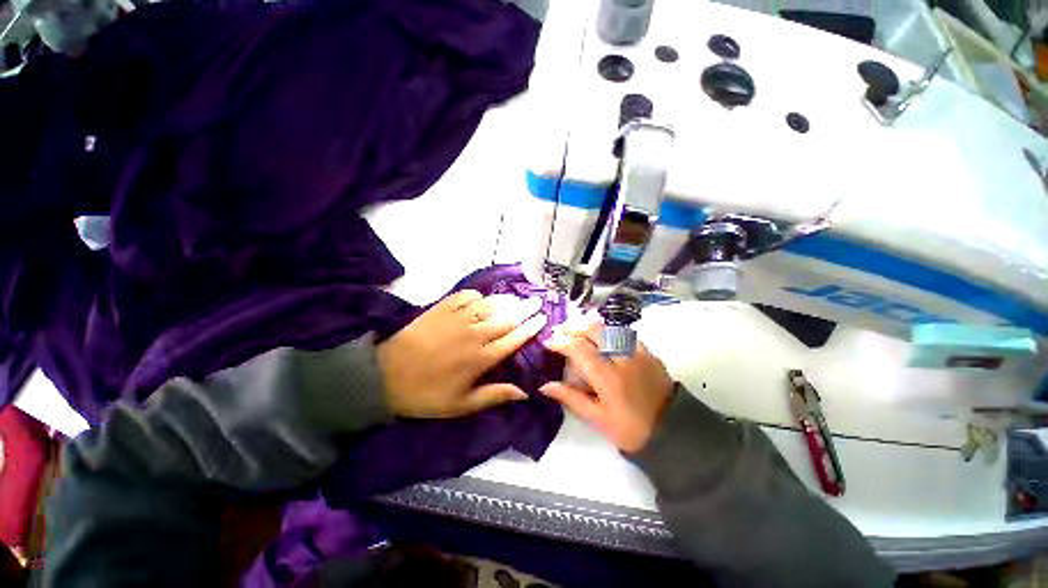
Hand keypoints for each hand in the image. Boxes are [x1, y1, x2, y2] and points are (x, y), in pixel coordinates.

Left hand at [377, 290, 547, 417]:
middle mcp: (474, 335)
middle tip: (536, 302)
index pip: (514, 339)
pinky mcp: (441, 309)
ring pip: (489, 305)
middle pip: (506, 318)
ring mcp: (457, 319)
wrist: (385, 377)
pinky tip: (481, 298)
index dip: (530, 328)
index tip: (542, 318)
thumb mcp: (461, 405)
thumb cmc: (426, 394)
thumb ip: (494, 396)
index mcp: (481, 358)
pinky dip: (477, 295)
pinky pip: (465, 296)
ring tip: (515, 298)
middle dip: (524, 309)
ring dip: (505, 300)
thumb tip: (524, 393)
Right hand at [541, 322, 673, 452]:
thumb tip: (545, 385)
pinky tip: (602, 337)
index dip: (561, 342)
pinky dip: (609, 332)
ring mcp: (638, 352)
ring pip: (609, 329)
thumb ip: (571, 398)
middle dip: (574, 327)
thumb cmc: (630, 429)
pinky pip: (624, 334)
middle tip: (561, 331)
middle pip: (594, 331)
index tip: (548, 342)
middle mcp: (622, 358)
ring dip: (590, 327)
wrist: (672, 431)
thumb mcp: (597, 419)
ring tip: (577, 331)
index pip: (579, 349)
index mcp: (608, 377)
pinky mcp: (648, 352)